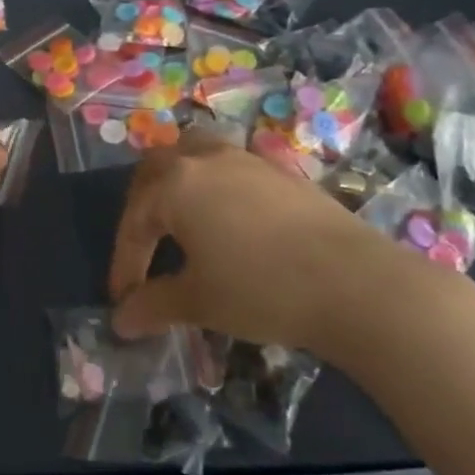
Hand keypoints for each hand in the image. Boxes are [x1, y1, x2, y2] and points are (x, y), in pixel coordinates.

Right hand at [108, 131, 396, 353]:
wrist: (354, 281)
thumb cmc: (261, 289)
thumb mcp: (199, 301)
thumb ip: (154, 305)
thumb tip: (120, 320)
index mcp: (176, 184)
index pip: (136, 221)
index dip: (125, 261)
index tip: (123, 298)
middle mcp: (204, 159)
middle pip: (156, 169)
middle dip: (141, 206)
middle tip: (142, 244)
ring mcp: (245, 159)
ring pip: (193, 154)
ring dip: (177, 182)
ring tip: (178, 216)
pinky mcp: (279, 170)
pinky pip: (229, 166)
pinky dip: (212, 185)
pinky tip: (227, 218)